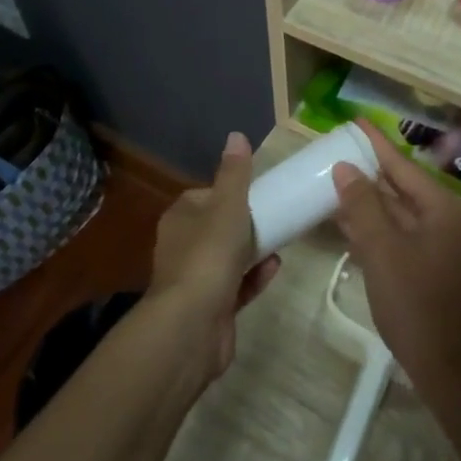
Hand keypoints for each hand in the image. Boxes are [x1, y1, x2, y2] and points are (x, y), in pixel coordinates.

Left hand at [148, 132, 280, 379]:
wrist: (193, 325)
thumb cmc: (208, 255)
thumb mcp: (227, 206)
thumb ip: (234, 174)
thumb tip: (236, 135)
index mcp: (180, 218)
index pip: (203, 196)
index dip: (228, 192)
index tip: (255, 191)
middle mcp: (182, 246)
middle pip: (216, 227)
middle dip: (244, 222)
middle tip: (274, 215)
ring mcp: (196, 279)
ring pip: (227, 257)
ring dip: (252, 249)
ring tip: (281, 238)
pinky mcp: (212, 307)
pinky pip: (237, 285)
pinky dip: (254, 276)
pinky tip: (275, 266)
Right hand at [329, 122, 460, 396]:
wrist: (455, 373)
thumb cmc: (418, 306)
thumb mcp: (383, 251)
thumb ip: (363, 206)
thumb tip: (347, 168)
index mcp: (445, 209)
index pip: (403, 166)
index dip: (376, 144)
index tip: (355, 121)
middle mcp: (453, 221)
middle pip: (404, 189)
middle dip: (370, 175)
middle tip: (337, 155)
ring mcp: (450, 248)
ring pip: (404, 216)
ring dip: (372, 205)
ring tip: (336, 186)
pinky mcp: (443, 271)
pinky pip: (407, 238)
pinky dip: (382, 231)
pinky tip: (353, 228)